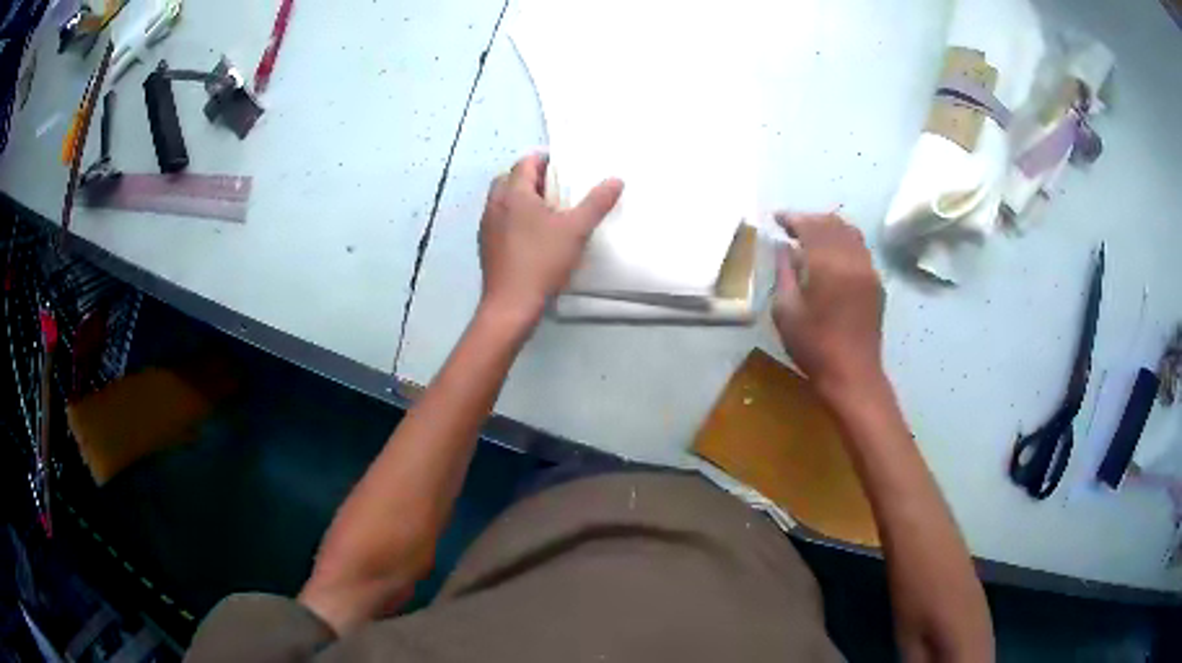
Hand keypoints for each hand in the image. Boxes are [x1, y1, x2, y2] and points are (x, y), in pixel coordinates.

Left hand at [478, 153, 622, 325]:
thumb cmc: (542, 261)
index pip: (525, 163)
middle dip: (531, 178)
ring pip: (502, 200)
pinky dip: (513, 218)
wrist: (511, 304)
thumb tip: (616, 180)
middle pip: (510, 178)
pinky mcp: (486, 245)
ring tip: (546, 210)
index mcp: (513, 194)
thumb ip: (596, 203)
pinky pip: (499, 220)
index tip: (564, 167)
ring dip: (521, 198)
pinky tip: (532, 234)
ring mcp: (487, 226)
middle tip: (555, 187)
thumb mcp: (576, 230)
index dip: (544, 160)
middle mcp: (495, 205)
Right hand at [772, 212, 884, 398]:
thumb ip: (784, 272)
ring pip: (850, 233)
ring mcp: (868, 270)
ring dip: (829, 228)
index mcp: (827, 264)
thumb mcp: (786, 310)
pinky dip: (843, 242)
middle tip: (791, 227)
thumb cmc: (813, 346)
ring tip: (811, 236)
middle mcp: (852, 259)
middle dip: (810, 220)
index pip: (810, 225)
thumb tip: (782, 247)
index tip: (776, 218)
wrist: (852, 374)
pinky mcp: (876, 283)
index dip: (792, 218)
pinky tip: (832, 255)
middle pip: (832, 223)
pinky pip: (860, 249)